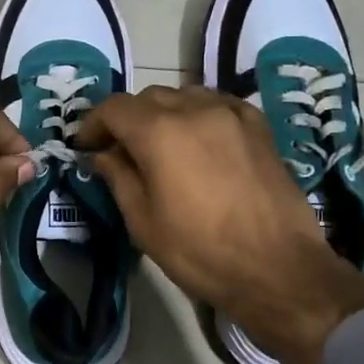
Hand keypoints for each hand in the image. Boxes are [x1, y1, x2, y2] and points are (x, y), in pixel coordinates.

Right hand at [78, 86, 363, 363]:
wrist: (278, 268)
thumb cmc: (200, 251)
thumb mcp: (143, 222)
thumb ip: (118, 177)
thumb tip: (102, 155)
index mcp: (159, 132)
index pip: (114, 108)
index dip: (93, 124)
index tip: (86, 146)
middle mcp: (194, 110)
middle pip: (149, 97)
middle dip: (127, 119)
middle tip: (119, 150)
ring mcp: (231, 113)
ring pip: (184, 96)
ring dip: (163, 113)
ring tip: (160, 144)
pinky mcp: (258, 125)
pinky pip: (217, 104)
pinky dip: (198, 114)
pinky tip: (198, 139)